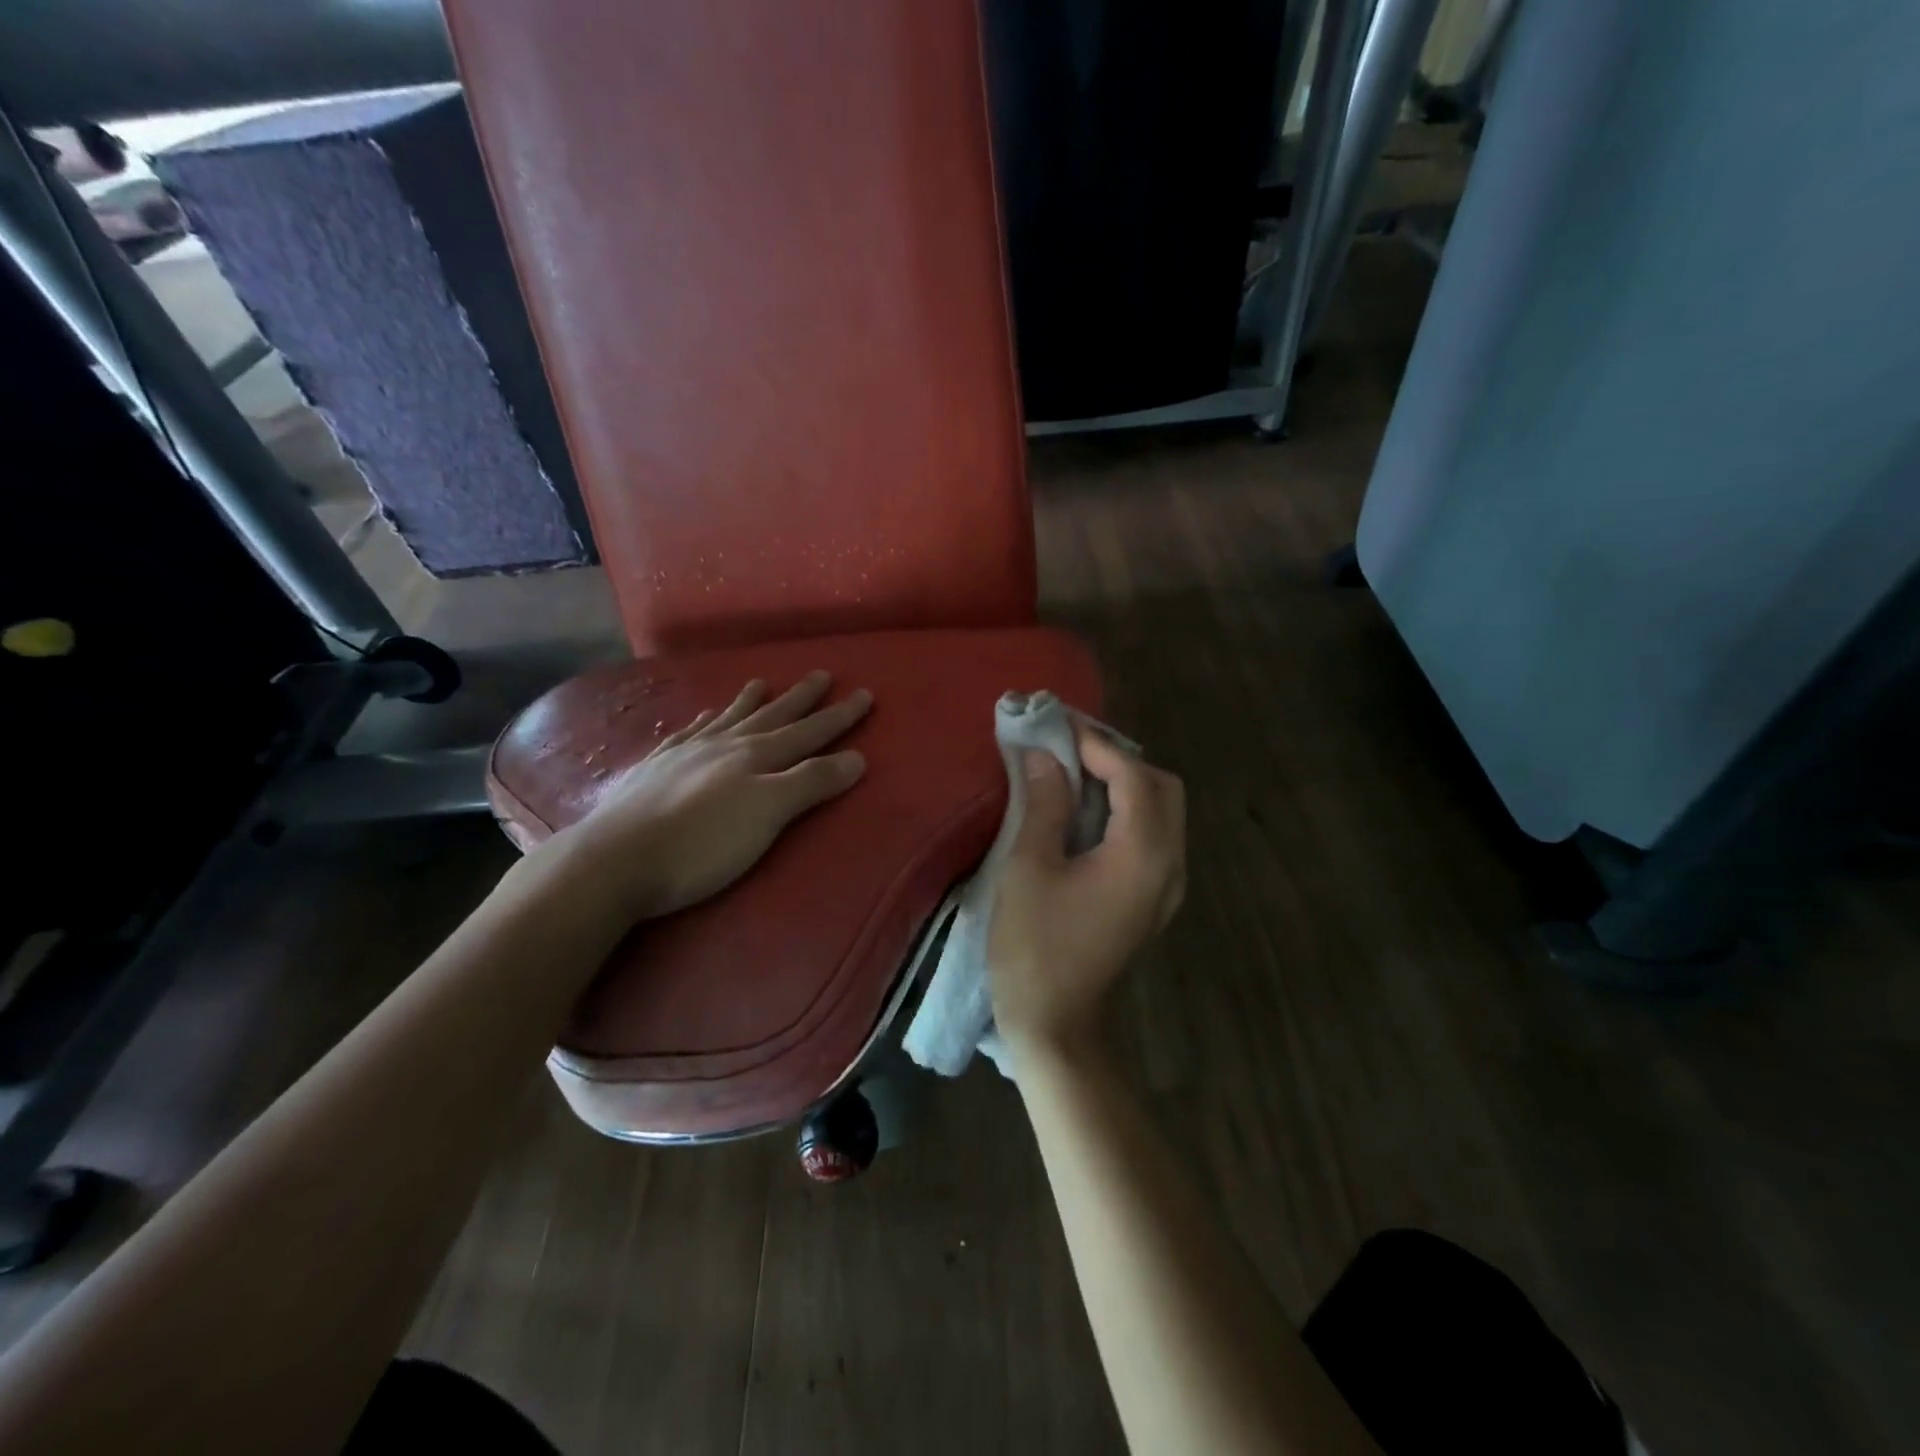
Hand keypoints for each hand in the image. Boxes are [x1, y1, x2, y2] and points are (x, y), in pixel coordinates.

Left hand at [541, 671, 869, 923]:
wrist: (615, 859)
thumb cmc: (702, 844)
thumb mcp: (769, 814)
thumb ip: (811, 783)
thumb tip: (857, 757)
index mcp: (755, 757)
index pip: (808, 732)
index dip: (839, 716)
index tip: (865, 694)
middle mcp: (724, 746)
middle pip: (771, 716)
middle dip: (800, 699)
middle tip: (822, 674)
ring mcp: (685, 754)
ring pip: (727, 719)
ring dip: (749, 702)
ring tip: (760, 682)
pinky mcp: (654, 770)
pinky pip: (686, 734)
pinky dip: (701, 722)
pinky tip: (701, 717)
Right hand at [988, 725, 1185, 1057]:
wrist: (1057, 1027)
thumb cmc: (1035, 947)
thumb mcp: (1029, 868)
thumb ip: (1044, 803)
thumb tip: (1043, 755)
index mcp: (1142, 854)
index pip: (1132, 775)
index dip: (1096, 743)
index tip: (1057, 725)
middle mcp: (1168, 865)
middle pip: (1162, 788)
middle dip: (1119, 759)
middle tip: (1070, 750)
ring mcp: (1166, 886)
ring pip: (1162, 812)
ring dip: (1125, 784)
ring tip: (1074, 773)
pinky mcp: (1152, 900)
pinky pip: (1152, 837)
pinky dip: (1126, 812)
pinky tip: (1086, 814)